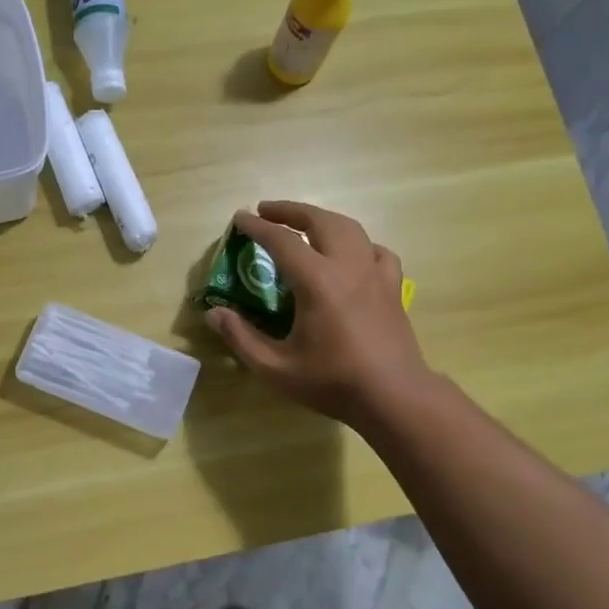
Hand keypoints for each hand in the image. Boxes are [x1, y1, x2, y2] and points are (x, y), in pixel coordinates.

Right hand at [204, 201, 430, 430]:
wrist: (394, 396)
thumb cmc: (333, 382)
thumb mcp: (276, 368)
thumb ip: (241, 338)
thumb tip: (214, 314)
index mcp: (317, 281)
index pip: (282, 241)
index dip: (258, 227)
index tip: (240, 218)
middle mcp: (348, 266)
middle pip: (320, 221)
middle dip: (291, 211)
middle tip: (267, 211)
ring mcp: (375, 274)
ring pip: (350, 228)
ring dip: (323, 219)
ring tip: (304, 225)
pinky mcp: (393, 287)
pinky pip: (375, 250)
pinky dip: (357, 243)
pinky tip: (350, 255)